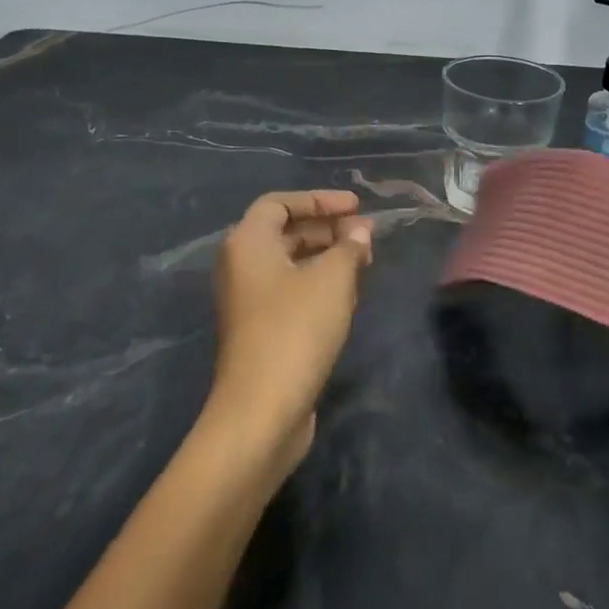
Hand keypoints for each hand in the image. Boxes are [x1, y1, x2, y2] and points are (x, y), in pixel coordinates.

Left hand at [208, 190, 372, 469]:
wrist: (262, 408)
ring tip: (365, 263)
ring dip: (328, 258)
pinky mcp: (262, 330)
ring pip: (292, 264)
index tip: (357, 207)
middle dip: (328, 229)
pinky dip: (320, 284)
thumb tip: (360, 231)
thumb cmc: (296, 328)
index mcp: (248, 243)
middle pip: (286, 232)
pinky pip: (292, 291)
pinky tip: (349, 295)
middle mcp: (241, 266)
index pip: (280, 203)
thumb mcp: (333, 279)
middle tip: (367, 236)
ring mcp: (249, 301)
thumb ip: (350, 247)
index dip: (319, 200)